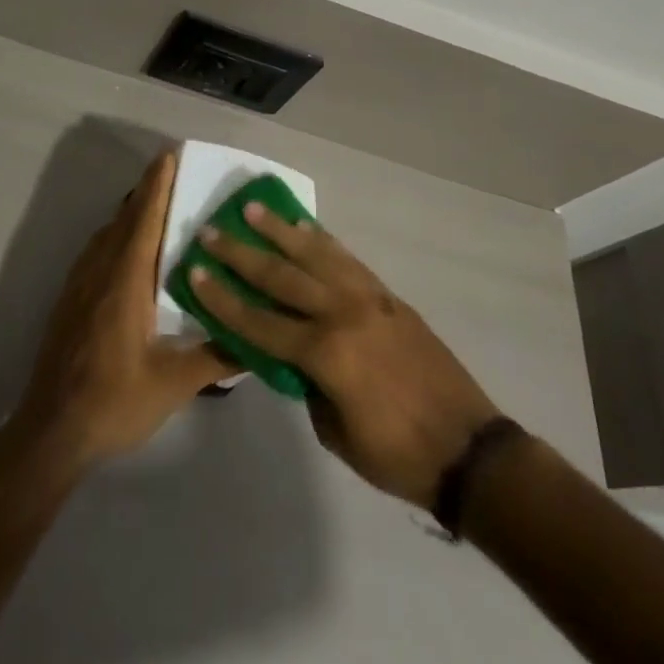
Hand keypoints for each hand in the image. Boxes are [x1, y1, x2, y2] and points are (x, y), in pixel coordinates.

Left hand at [10, 152, 232, 473]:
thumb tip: (258, 341)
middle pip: (125, 220)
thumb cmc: (114, 402)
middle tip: (174, 173)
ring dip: (131, 214)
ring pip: (107, 235)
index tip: (169, 155)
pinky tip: (129, 252)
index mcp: (125, 282)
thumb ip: (217, 358)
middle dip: (147, 192)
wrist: (51, 431)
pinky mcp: (70, 301)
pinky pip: (96, 252)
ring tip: (157, 206)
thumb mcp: (174, 383)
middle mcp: (100, 273)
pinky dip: (116, 236)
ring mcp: (80, 286)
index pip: (144, 221)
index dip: (157, 186)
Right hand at [189, 205, 502, 509]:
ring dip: (281, 232)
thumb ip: (308, 387)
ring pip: (316, 255)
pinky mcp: (390, 297)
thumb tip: (293, 357)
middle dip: (241, 254)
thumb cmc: (397, 454)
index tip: (195, 271)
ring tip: (253, 210)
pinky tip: (306, 229)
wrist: (469, 448)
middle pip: (281, 277)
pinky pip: (348, 261)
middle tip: (211, 231)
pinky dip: (323, 242)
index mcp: (325, 354)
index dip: (223, 298)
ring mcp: (370, 300)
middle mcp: (343, 315)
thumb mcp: (336, 433)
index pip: (259, 321)